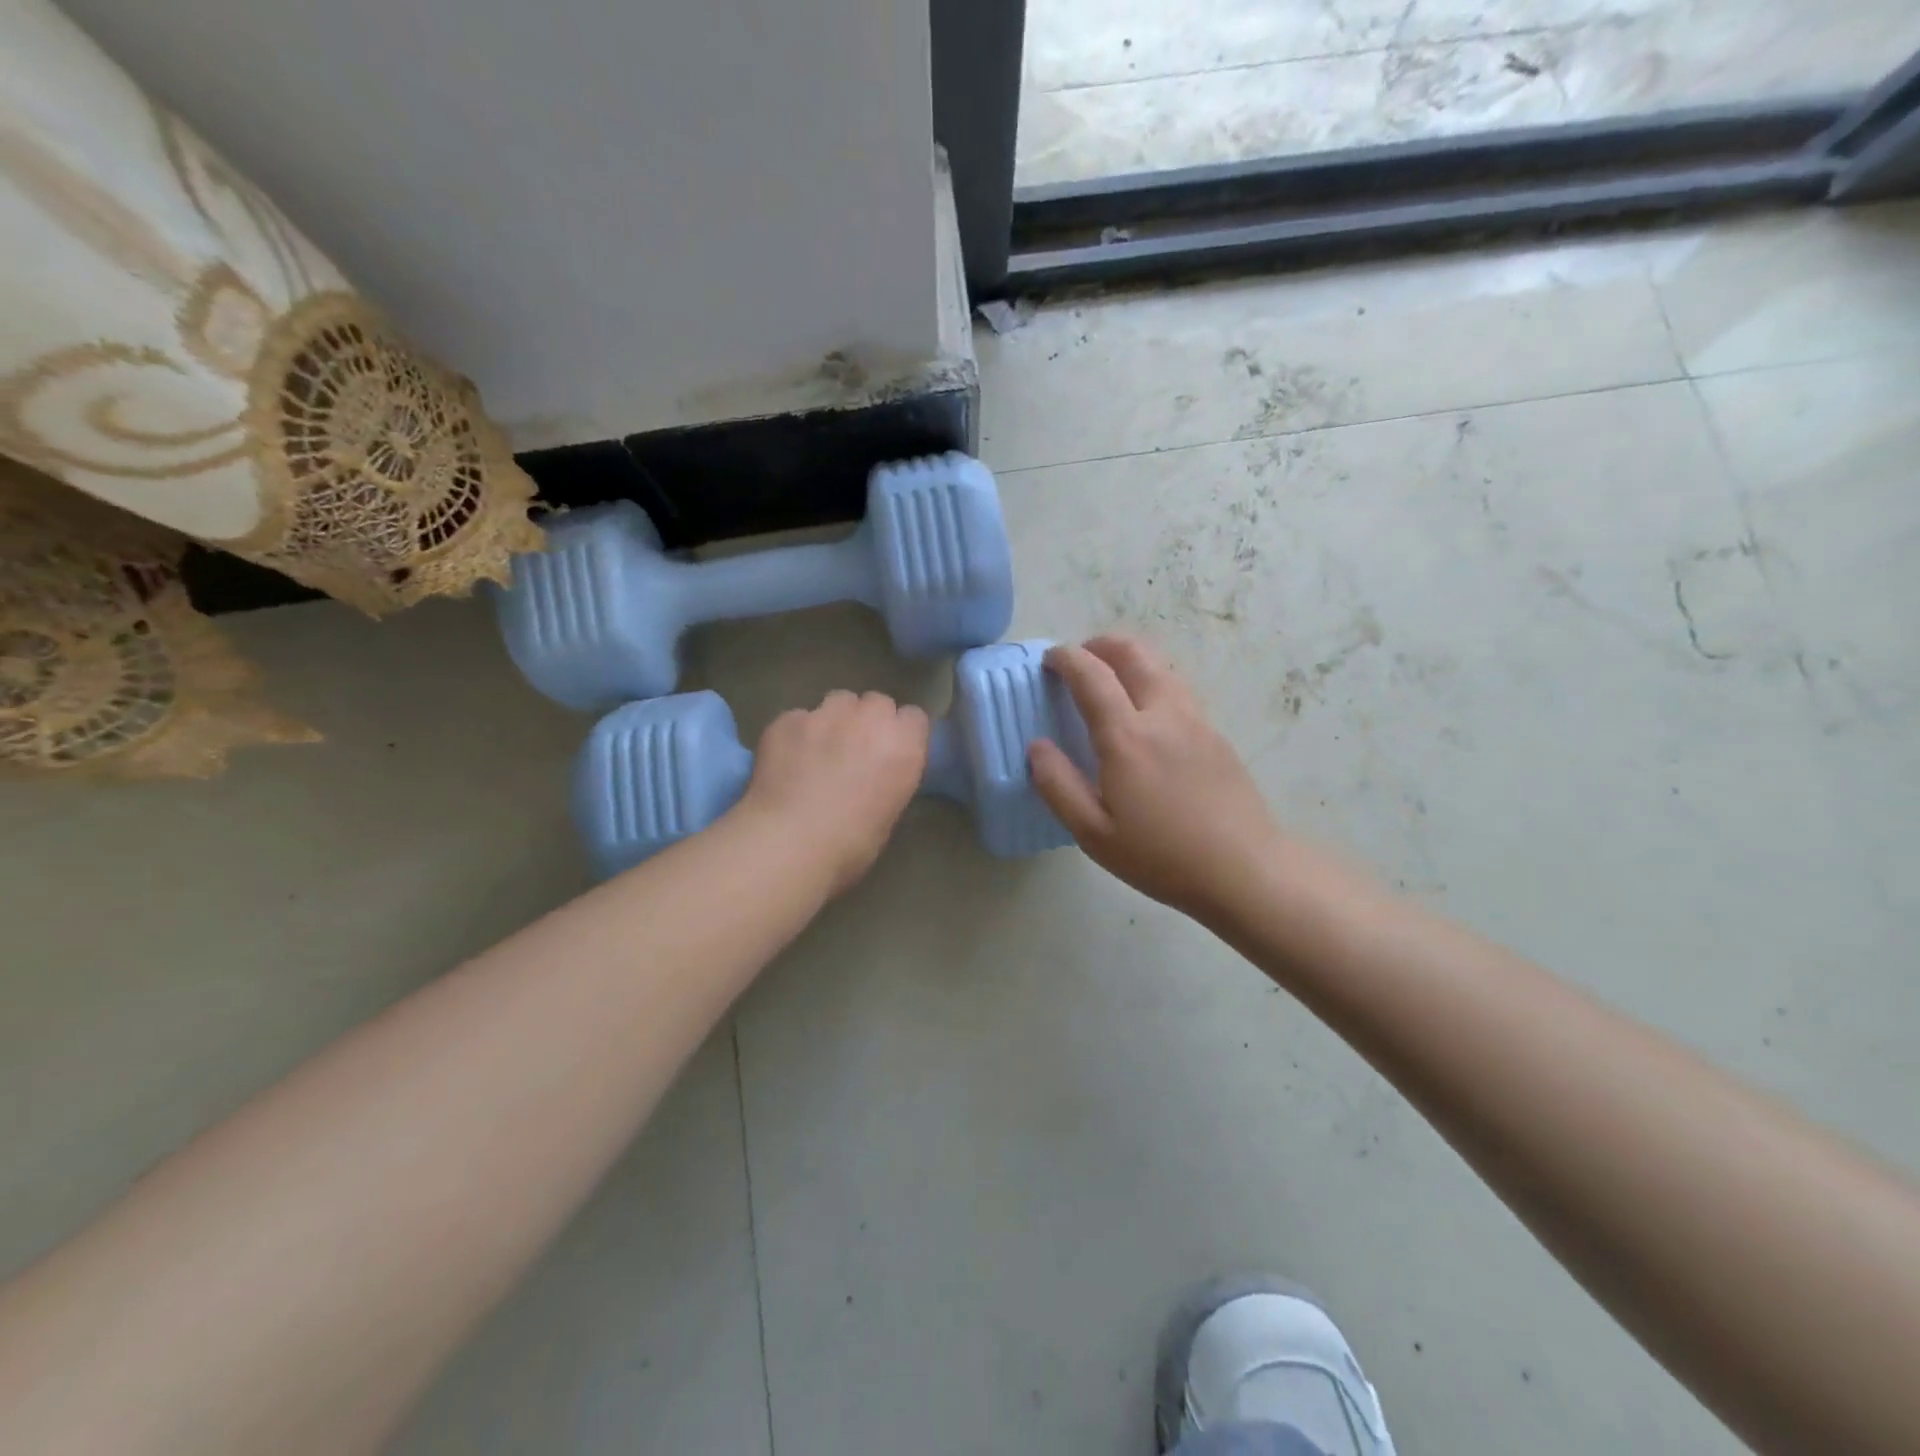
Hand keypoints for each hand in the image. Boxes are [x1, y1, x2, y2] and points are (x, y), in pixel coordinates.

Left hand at [739, 690, 929, 896]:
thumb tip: (876, 775)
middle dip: (869, 720)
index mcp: (903, 746)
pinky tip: (786, 761)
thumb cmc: (850, 845)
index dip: (901, 733)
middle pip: (876, 702)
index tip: (891, 752)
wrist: (789, 842)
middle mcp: (869, 719)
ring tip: (819, 749)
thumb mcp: (889, 815)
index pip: (914, 717)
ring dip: (835, 719)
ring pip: (837, 701)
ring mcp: (825, 714)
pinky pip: (798, 718)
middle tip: (855, 750)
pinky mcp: (787, 720)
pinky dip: (796, 735)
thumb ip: (889, 779)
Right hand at [1029, 635, 1285, 922]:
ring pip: (1161, 667)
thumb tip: (1037, 747)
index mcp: (1127, 737)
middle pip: (1133, 653)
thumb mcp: (1093, 833)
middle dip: (1101, 644)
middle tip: (1079, 658)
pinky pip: (1178, 690)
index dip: (1066, 658)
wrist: (1244, 870)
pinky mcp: (1216, 735)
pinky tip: (1145, 714)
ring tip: (1110, 680)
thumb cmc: (1161, 856)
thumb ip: (1058, 785)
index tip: (1049, 659)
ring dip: (1130, 659)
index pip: (1092, 675)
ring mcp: (1196, 721)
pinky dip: (1152, 682)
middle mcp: (1163, 715)